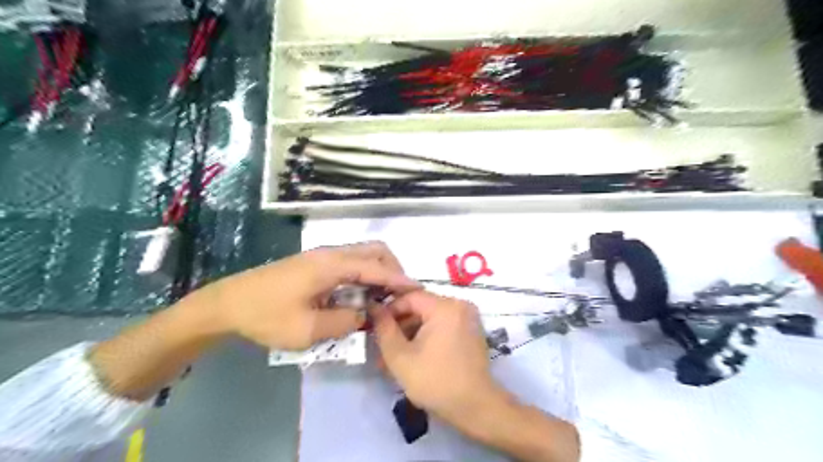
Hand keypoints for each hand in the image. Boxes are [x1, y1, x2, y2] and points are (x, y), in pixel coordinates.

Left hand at [202, 242, 420, 350]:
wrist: (228, 303)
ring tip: (382, 297)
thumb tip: (365, 314)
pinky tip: (360, 294)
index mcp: (331, 265)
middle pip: (374, 251)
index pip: (375, 268)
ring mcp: (323, 256)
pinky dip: (365, 274)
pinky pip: (351, 262)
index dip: (398, 280)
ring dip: (378, 272)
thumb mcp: (307, 330)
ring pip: (363, 254)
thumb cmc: (265, 316)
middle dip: (392, 270)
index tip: (418, 290)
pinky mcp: (316, 263)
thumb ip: (344, 321)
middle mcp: (331, 253)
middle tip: (397, 295)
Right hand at [371, 293, 576, 461]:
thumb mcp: (400, 357)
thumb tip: (374, 308)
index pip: (409, 296)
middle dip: (400, 324)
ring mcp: (468, 317)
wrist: (476, 407)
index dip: (390, 309)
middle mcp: (459, 305)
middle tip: (382, 344)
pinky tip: (414, 355)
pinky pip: (443, 324)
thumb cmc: (436, 382)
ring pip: (431, 317)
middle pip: (421, 306)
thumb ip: (384, 329)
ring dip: (412, 332)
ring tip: (394, 355)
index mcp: (445, 307)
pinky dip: (427, 335)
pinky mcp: (471, 330)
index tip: (376, 327)